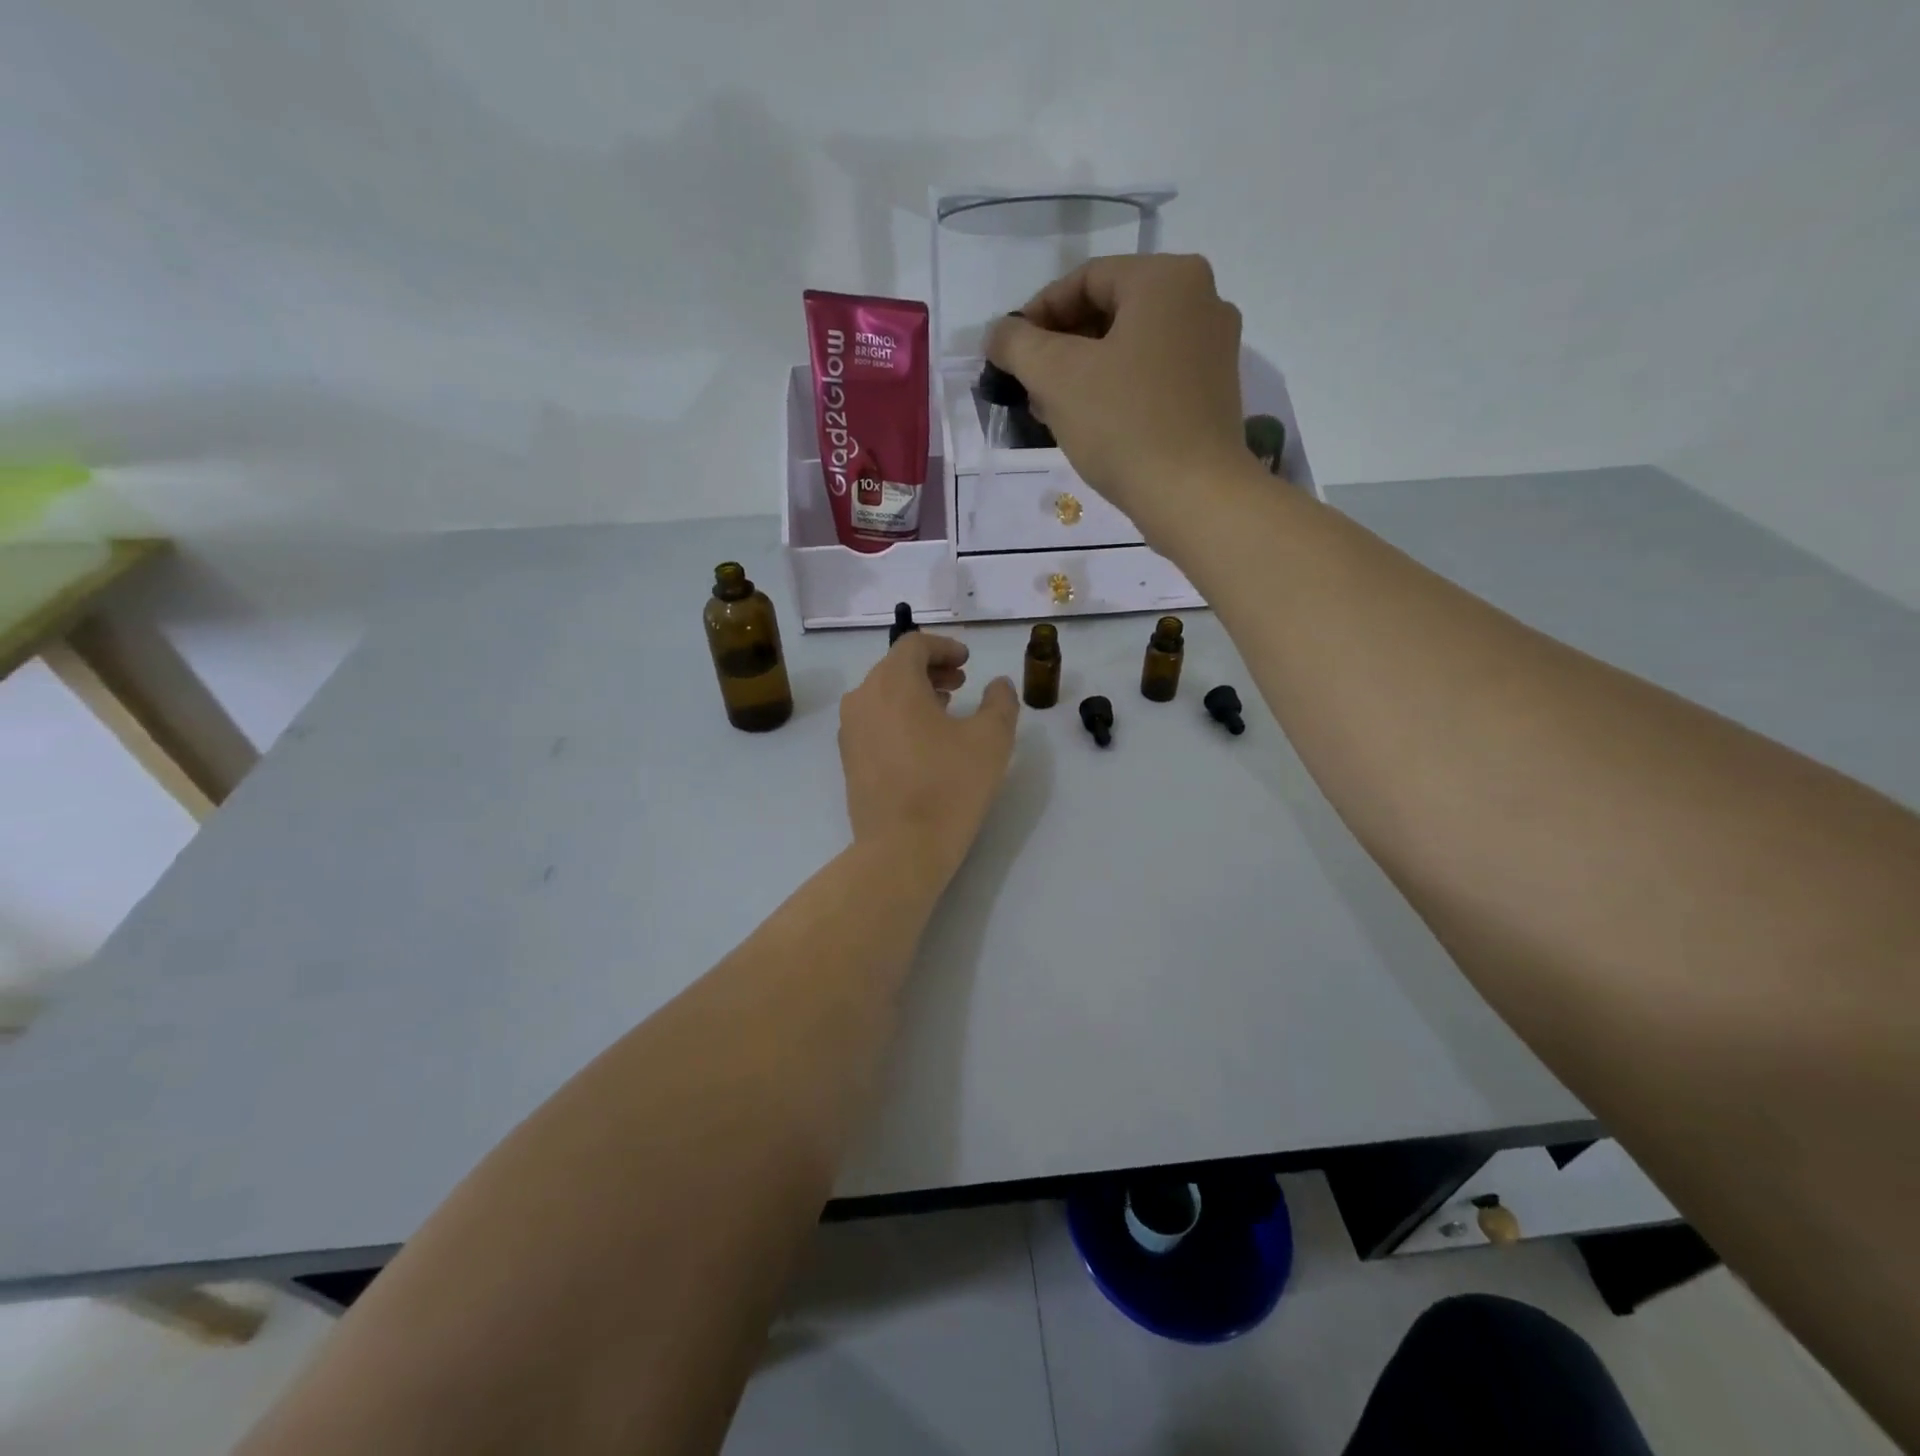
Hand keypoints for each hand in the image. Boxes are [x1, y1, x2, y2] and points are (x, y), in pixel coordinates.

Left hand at [839, 633, 1019, 887]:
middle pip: (895, 667)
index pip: (914, 645)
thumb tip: (998, 685)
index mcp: (892, 682)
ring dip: (914, 693)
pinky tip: (922, 741)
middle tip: (961, 682)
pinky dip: (898, 717)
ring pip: (882, 694)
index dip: (944, 646)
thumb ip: (1000, 702)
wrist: (901, 848)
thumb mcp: (991, 740)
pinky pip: (874, 721)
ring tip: (945, 709)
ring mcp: (850, 730)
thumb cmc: (949, 786)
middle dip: (930, 669)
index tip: (968, 661)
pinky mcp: (849, 759)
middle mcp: (862, 698)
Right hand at [986, 255, 1249, 540]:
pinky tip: (1090, 423)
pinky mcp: (1213, 392)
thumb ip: (1017, 344)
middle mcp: (1201, 300)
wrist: (1193, 496)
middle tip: (1027, 384)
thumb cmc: (1124, 425)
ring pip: (1130, 346)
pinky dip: (1117, 389)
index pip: (1085, 279)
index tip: (1009, 352)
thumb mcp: (1056, 377)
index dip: (1037, 313)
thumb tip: (999, 333)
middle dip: (1060, 346)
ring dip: (1084, 371)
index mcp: (1167, 279)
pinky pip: (1153, 375)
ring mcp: (1214, 348)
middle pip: (1111, 311)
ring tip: (1050, 409)